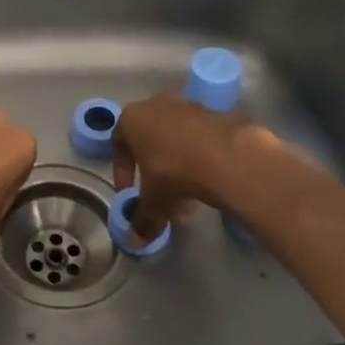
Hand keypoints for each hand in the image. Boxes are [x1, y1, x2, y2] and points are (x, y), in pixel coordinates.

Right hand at [111, 94, 265, 243]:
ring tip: (186, 195)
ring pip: (174, 139)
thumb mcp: (153, 201)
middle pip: (148, 140)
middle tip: (159, 195)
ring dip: (176, 165)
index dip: (122, 172)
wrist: (227, 156)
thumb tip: (136, 239)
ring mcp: (187, 106)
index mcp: (131, 118)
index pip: (118, 144)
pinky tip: (206, 181)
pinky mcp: (214, 113)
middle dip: (152, 170)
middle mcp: (156, 105)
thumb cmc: (174, 172)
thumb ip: (142, 218)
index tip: (130, 193)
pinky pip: (198, 138)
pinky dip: (198, 158)